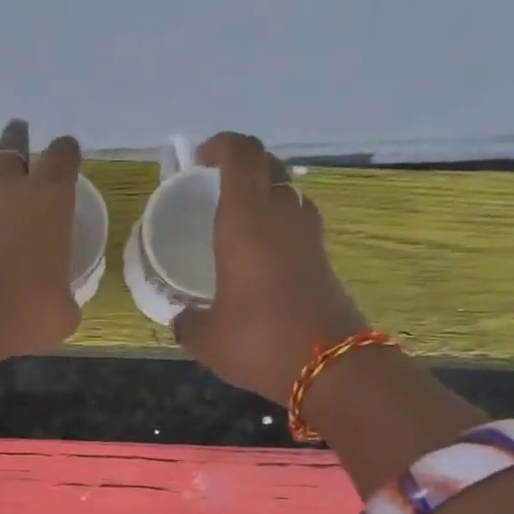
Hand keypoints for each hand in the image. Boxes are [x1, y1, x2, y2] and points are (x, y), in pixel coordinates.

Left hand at [0, 118, 82, 375]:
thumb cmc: (23, 311)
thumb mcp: (62, 313)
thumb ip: (63, 295)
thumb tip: (58, 301)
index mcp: (49, 198)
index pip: (63, 156)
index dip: (67, 155)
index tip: (67, 158)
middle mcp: (5, 187)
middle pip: (12, 145)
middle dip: (19, 141)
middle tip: (20, 138)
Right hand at [172, 131, 367, 405]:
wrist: (332, 367)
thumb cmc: (259, 341)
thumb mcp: (206, 337)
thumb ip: (187, 321)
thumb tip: (182, 316)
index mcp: (247, 222)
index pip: (242, 156)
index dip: (222, 146)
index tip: (200, 159)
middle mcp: (282, 217)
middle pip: (269, 167)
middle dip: (243, 165)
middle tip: (216, 184)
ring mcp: (308, 238)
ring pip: (288, 193)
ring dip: (264, 194)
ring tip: (237, 219)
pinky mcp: (323, 260)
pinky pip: (296, 225)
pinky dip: (277, 225)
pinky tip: (257, 256)